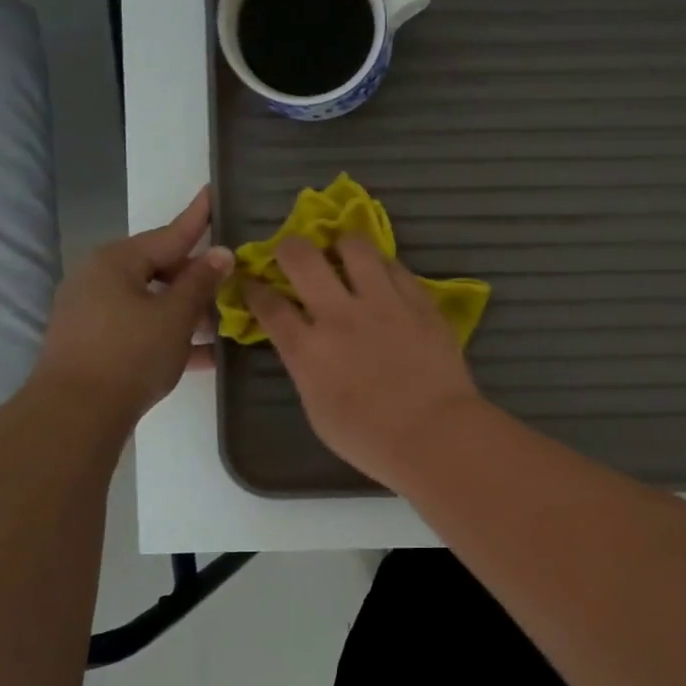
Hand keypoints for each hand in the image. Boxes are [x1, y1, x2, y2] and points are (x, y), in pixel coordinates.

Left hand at [33, 187, 232, 419]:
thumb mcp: (175, 316)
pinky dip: (168, 334)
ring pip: (150, 301)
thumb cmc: (130, 353)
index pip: (169, 234)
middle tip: (231, 281)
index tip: (212, 192)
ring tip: (222, 321)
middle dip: (196, 276)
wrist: (75, 414)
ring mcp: (92, 312)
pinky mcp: (92, 342)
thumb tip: (221, 253)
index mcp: (117, 262)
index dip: (197, 217)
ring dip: (186, 310)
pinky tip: (204, 355)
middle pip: (158, 268)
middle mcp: (99, 279)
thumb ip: (201, 282)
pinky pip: (139, 328)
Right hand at [244, 233, 482, 487]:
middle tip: (293, 254)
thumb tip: (307, 348)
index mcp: (308, 350)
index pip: (269, 306)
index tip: (251, 281)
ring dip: (342, 246)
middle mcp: (339, 315)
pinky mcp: (418, 300)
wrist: (434, 433)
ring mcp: (382, 302)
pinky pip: (395, 266)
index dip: (254, 289)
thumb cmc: (370, 439)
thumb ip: (307, 371)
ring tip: (343, 255)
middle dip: (289, 248)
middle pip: (302, 258)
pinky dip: (382, 266)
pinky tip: (382, 275)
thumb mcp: (318, 411)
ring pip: (355, 247)